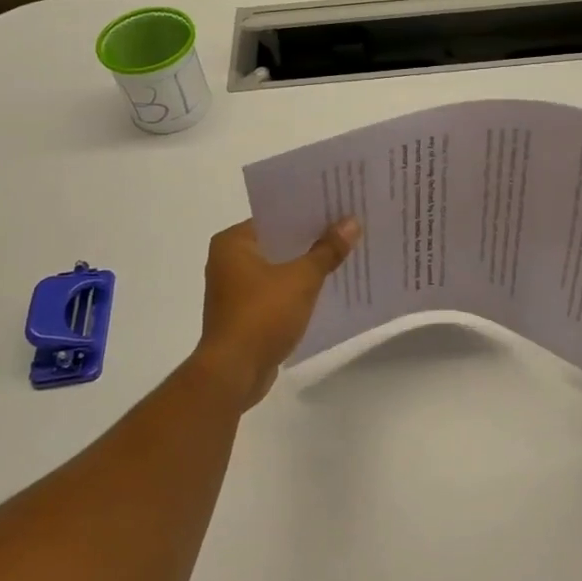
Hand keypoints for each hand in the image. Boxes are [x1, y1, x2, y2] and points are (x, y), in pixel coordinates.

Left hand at [191, 218, 358, 410]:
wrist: (233, 374)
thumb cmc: (262, 316)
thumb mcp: (301, 279)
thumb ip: (327, 250)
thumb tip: (352, 222)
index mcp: (233, 243)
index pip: (275, 216)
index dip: (307, 212)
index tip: (337, 206)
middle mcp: (228, 261)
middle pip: (278, 241)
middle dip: (311, 239)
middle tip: (347, 227)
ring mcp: (235, 289)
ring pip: (279, 267)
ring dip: (305, 265)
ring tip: (343, 253)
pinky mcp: (245, 313)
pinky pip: (277, 291)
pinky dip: (297, 289)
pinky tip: (327, 286)